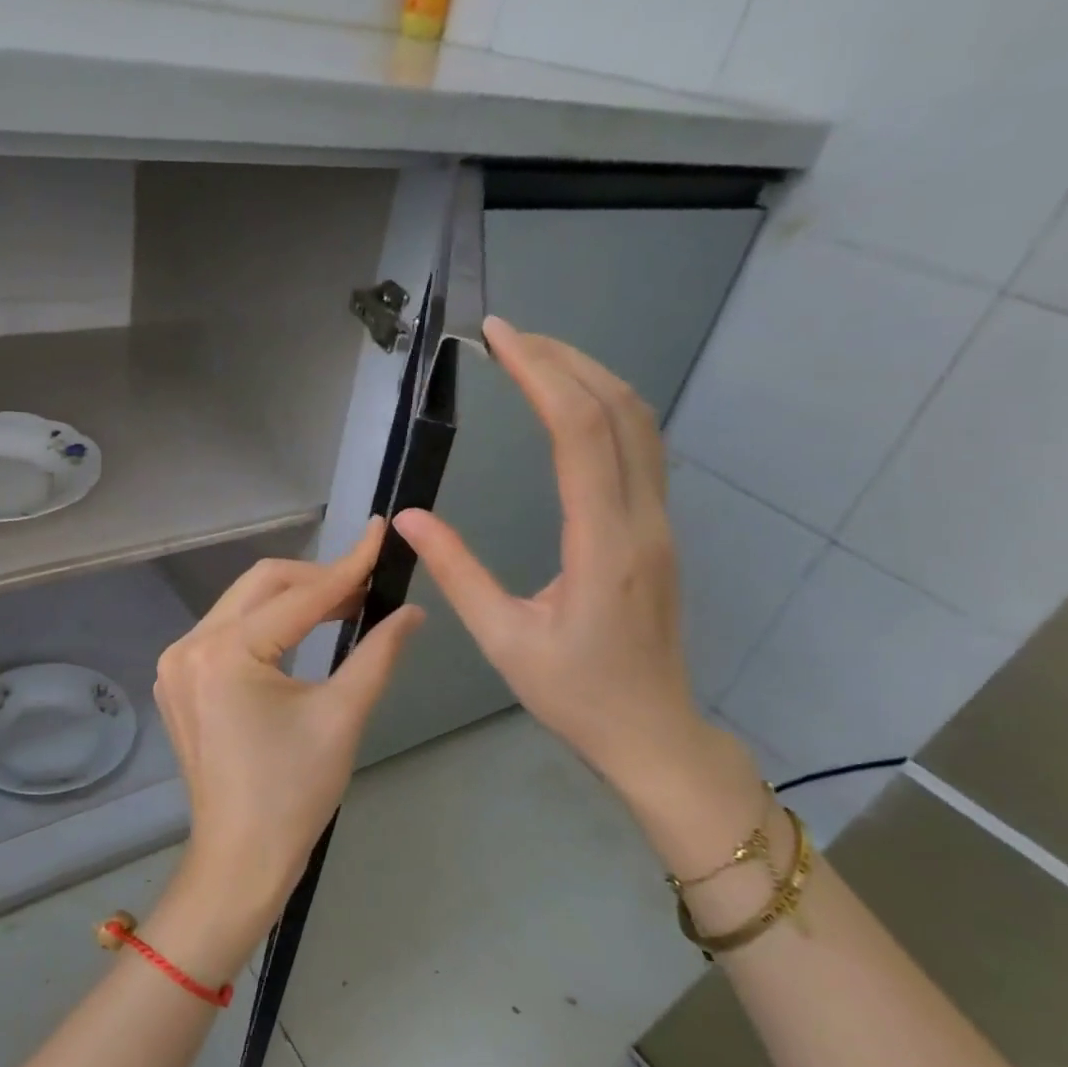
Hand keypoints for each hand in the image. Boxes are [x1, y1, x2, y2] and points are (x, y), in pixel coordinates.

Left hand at [152, 518, 424, 942]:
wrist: (240, 858)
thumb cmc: (294, 793)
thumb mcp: (342, 716)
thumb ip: (378, 653)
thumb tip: (411, 611)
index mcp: (226, 653)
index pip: (299, 595)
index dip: (348, 565)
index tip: (382, 533)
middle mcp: (189, 646)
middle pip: (261, 585)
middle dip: (317, 580)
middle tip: (366, 588)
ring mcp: (176, 664)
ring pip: (242, 605)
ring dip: (291, 601)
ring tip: (342, 609)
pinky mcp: (178, 682)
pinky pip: (226, 633)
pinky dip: (265, 626)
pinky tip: (298, 637)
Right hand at [393, 317, 709, 797]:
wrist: (651, 732)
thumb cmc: (575, 695)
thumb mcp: (503, 640)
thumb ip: (457, 572)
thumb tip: (408, 517)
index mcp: (603, 545)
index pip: (580, 432)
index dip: (540, 373)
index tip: (499, 336)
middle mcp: (641, 521)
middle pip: (619, 410)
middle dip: (565, 359)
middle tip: (509, 334)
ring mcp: (658, 523)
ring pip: (640, 424)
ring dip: (591, 377)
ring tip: (536, 356)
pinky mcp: (657, 531)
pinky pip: (641, 449)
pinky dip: (606, 409)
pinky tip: (571, 406)